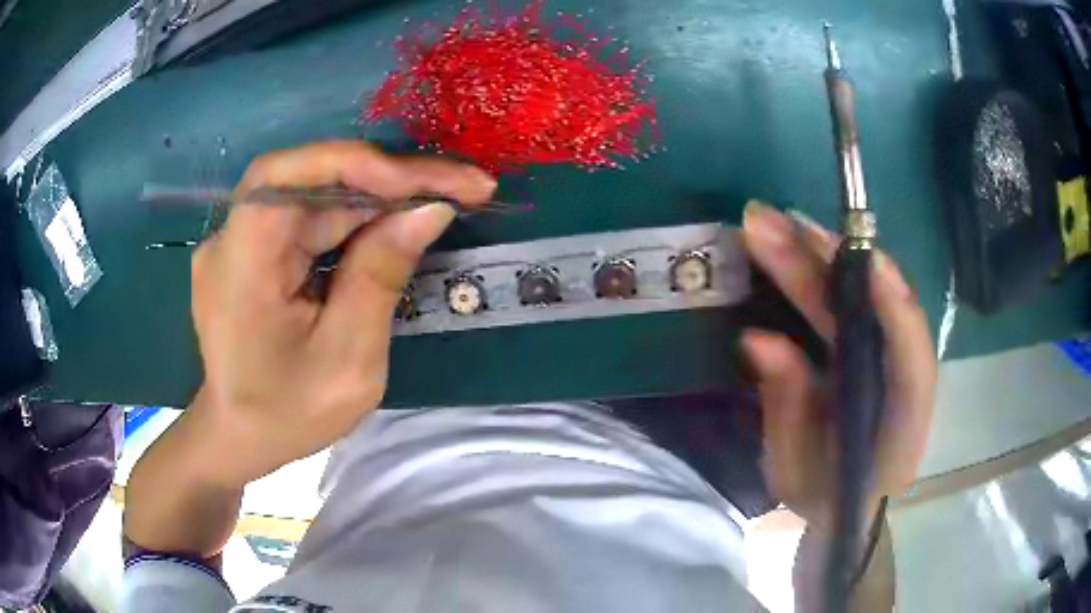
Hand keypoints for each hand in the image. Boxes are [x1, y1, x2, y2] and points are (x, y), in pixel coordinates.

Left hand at [188, 140, 495, 486]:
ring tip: (443, 201)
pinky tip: (396, 224)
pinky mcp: (254, 249)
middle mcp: (231, 236)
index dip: (362, 164)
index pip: (291, 176)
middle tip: (464, 186)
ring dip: (381, 196)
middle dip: (390, 179)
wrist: (240, 439)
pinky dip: (358, 218)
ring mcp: (240, 239)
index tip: (434, 182)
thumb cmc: (288, 414)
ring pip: (317, 194)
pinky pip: (311, 218)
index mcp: (240, 264)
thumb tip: (429, 210)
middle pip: (311, 178)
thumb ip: (381, 276)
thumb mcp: (347, 360)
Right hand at [740, 201, 935, 531]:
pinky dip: (819, 277)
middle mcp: (902, 380)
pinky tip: (791, 250)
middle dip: (829, 264)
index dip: (895, 309)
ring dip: (819, 259)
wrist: (842, 511)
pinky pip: (848, 307)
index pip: (912, 362)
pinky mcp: (867, 350)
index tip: (863, 259)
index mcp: (901, 425)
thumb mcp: (796, 472)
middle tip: (774, 223)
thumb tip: (757, 337)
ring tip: (773, 223)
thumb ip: (787, 408)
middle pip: (876, 312)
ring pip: (860, 300)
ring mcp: (885, 360)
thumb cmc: (822, 501)